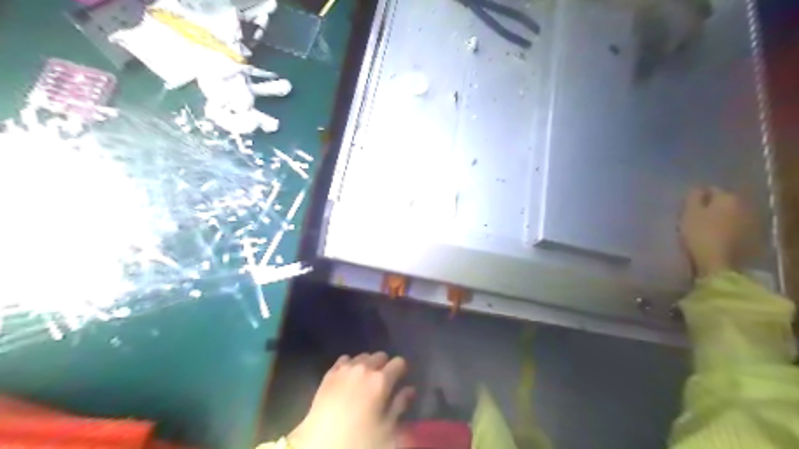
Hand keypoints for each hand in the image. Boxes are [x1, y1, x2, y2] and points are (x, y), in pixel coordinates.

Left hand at [288, 352, 410, 448]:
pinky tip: (348, 378)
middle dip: (385, 366)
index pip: (399, 362)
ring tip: (365, 380)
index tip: (401, 379)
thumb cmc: (360, 439)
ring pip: (362, 356)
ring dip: (367, 364)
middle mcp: (364, 368)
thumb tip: (410, 389)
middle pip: (380, 355)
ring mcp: (345, 369)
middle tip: (383, 383)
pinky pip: (344, 359)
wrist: (320, 443)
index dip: (402, 370)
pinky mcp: (329, 373)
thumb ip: (400, 405)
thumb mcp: (387, 430)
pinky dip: (350, 365)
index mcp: (381, 380)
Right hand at [679, 186, 756, 275]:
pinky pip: (734, 228)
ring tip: (704, 228)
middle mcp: (743, 206)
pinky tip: (715, 237)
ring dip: (719, 219)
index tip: (687, 208)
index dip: (698, 198)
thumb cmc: (699, 234)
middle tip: (695, 217)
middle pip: (723, 202)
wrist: (717, 263)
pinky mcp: (750, 238)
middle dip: (711, 207)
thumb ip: (693, 197)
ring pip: (730, 215)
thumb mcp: (689, 213)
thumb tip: (698, 188)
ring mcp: (749, 223)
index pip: (711, 190)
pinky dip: (726, 230)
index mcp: (728, 198)